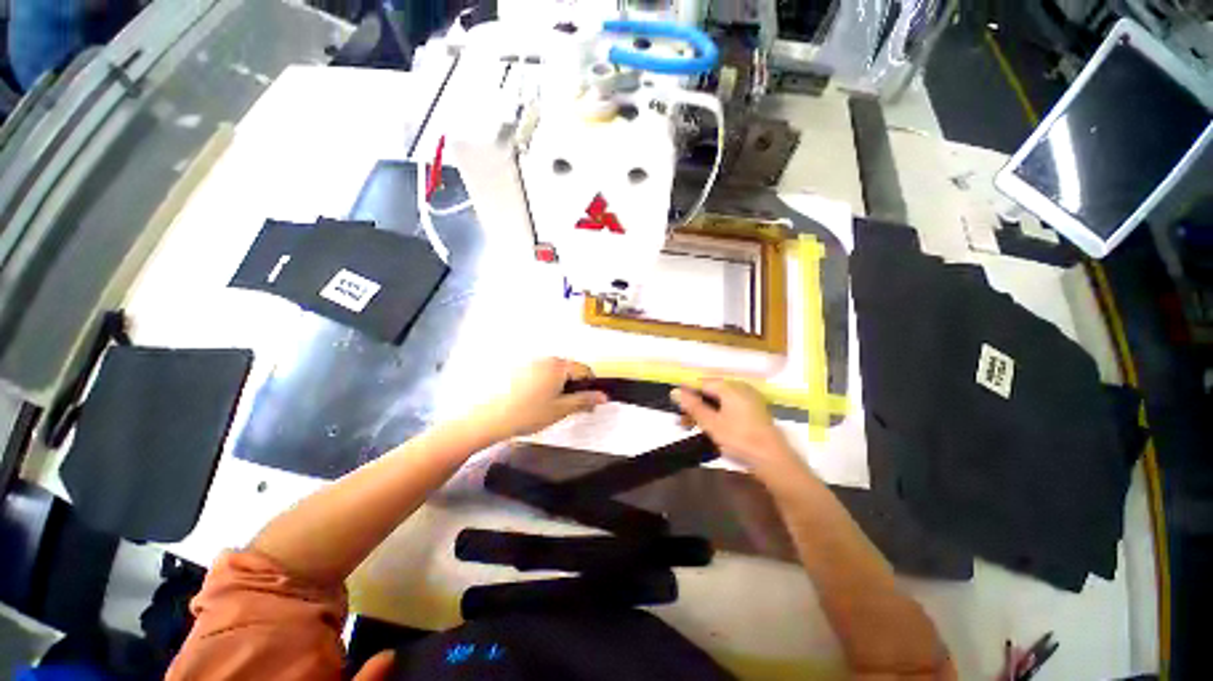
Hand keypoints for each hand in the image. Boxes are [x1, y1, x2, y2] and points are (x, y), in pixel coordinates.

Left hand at [469, 358, 607, 440]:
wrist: (489, 418)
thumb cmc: (527, 414)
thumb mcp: (561, 410)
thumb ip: (585, 401)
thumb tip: (604, 396)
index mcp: (559, 366)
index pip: (585, 370)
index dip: (591, 386)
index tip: (589, 402)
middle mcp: (546, 359)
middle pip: (569, 369)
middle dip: (574, 385)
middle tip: (570, 406)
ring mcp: (530, 362)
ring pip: (555, 371)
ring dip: (560, 384)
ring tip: (551, 405)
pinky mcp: (518, 369)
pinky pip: (540, 372)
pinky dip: (545, 383)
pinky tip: (536, 400)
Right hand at [671, 379, 803, 478]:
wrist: (773, 459)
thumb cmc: (739, 438)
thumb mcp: (711, 423)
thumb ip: (692, 405)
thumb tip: (674, 391)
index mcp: (729, 386)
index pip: (701, 383)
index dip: (687, 395)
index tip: (678, 409)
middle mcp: (739, 387)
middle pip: (710, 392)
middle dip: (695, 406)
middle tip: (684, 423)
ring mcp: (748, 398)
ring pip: (719, 400)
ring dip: (705, 412)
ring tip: (695, 428)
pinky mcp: (754, 409)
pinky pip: (729, 406)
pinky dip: (718, 414)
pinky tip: (712, 428)